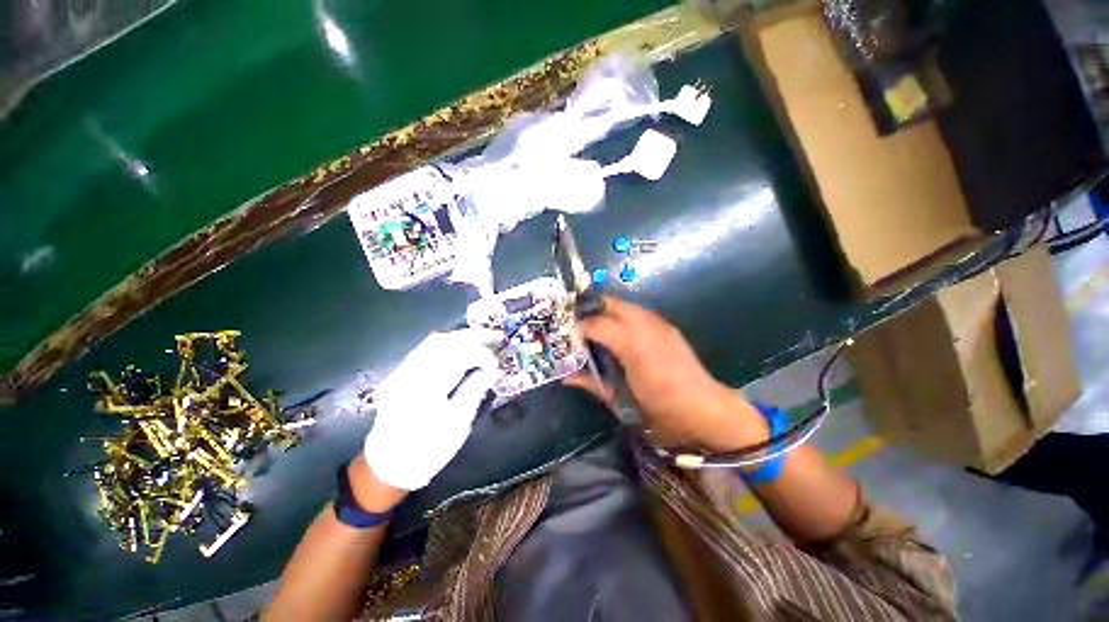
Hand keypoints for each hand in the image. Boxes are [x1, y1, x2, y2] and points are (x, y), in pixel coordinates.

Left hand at [364, 328, 499, 489]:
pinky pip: (426, 349)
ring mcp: (403, 371)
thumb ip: (475, 391)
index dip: (482, 354)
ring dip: (461, 337)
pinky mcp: (403, 374)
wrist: (389, 465)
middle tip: (496, 336)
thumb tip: (493, 370)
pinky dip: (448, 343)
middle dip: (473, 335)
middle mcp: (411, 372)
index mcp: (425, 387)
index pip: (457, 356)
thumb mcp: (457, 424)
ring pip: (433, 341)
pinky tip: (462, 346)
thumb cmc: (427, 449)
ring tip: (483, 338)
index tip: (498, 363)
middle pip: (444, 341)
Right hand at [567, 296, 766, 451]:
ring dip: (607, 312)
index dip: (578, 327)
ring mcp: (659, 324)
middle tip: (579, 326)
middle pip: (611, 304)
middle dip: (591, 310)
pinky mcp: (668, 328)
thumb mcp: (621, 401)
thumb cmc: (660, 411)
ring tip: (597, 329)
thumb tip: (566, 378)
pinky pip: (639, 314)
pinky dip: (624, 318)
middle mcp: (645, 326)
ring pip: (625, 305)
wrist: (706, 410)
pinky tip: (621, 335)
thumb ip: (592, 384)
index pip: (596, 324)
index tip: (568, 337)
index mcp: (632, 346)